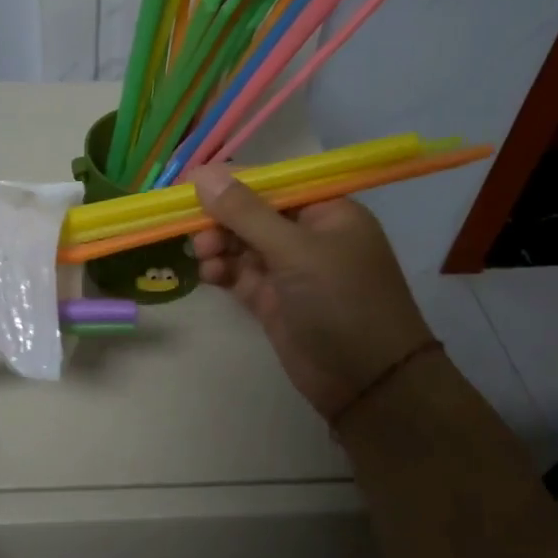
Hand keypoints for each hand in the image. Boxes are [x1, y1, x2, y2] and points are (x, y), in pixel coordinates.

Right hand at [189, 165, 436, 419]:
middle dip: (221, 219)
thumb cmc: (341, 301)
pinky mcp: (274, 300)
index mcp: (327, 211)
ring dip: (218, 245)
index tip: (189, 186)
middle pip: (252, 213)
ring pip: (242, 244)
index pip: (273, 183)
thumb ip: (246, 213)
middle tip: (194, 231)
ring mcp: (291, 270)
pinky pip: (240, 274)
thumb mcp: (295, 251)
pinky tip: (208, 274)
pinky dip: (222, 271)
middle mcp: (308, 235)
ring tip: (203, 257)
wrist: (368, 384)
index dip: (231, 182)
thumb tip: (202, 174)